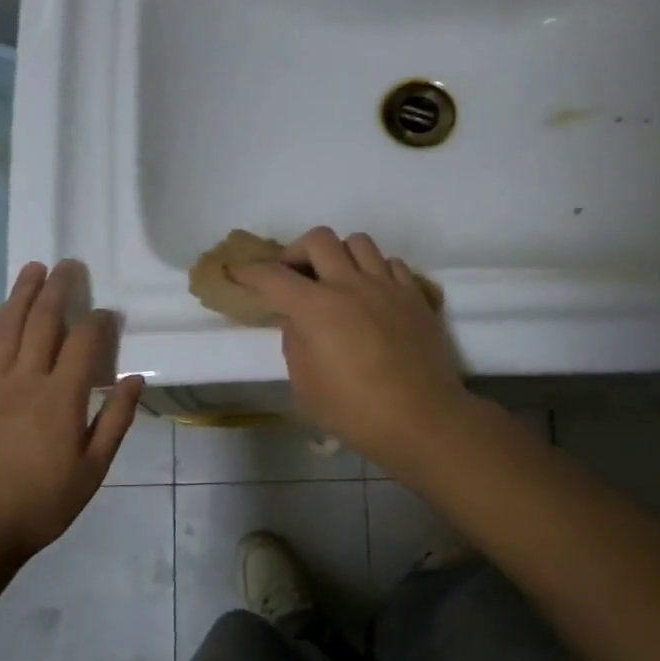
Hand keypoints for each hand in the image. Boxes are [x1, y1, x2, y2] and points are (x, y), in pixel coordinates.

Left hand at [0, 260, 143, 563]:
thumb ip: (115, 420)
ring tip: (34, 268)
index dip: (99, 321)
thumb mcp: (93, 470)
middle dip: (59, 289)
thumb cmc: (42, 502)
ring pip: (9, 324)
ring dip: (23, 293)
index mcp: (61, 398)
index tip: (108, 313)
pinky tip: (5, 310)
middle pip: (44, 321)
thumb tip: (134, 378)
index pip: (84, 342)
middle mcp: (26, 378)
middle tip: (69, 265)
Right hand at [233, 228, 469, 466]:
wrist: (422, 420)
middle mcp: (350, 285)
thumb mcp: (305, 387)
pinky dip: (374, 269)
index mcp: (316, 309)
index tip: (237, 272)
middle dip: (296, 252)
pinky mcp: (415, 295)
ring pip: (358, 242)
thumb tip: (296, 320)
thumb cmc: (355, 412)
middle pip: (318, 240)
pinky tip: (370, 293)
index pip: (273, 276)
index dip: (249, 271)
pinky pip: (390, 263)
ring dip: (338, 254)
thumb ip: (295, 344)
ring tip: (335, 279)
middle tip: (292, 275)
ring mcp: (387, 286)